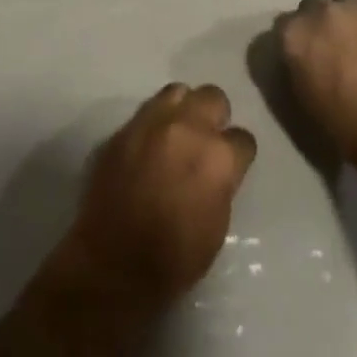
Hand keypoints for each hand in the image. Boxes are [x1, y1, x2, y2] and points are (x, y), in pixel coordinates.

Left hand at [56, 84, 257, 312]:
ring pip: (177, 91)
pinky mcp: (123, 130)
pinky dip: (154, 122)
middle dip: (215, 116)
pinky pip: (146, 111)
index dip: (237, 154)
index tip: (231, 165)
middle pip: (213, 97)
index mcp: (218, 156)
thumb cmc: (175, 258)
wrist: (113, 264)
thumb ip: (222, 182)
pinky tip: (150, 145)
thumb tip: (218, 169)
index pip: (243, 138)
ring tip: (178, 131)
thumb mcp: (217, 223)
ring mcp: (152, 123)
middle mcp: (188, 128)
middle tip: (207, 139)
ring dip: (183, 108)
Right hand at [278, 0, 356, 168]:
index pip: (284, 25)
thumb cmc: (344, 123)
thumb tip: (304, 57)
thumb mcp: (304, 98)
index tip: (303, 55)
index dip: (295, 40)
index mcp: (296, 34)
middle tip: (332, 48)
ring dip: (348, 18)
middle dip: (320, 22)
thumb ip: (298, 66)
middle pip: (314, 6)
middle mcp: (323, 12)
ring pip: (346, 2)